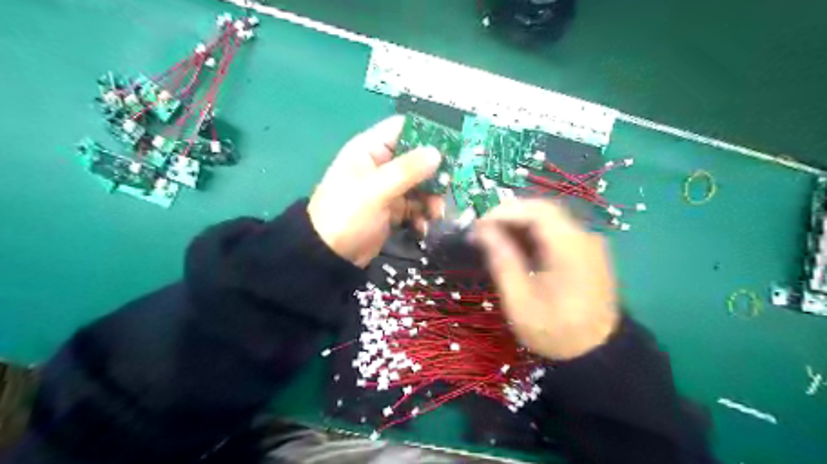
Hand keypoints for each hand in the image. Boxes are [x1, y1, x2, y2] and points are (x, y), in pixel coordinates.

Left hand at [306, 117, 442, 267]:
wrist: (330, 256)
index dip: (428, 133)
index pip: (403, 128)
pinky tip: (421, 227)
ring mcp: (388, 188)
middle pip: (418, 158)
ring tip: (435, 214)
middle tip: (448, 187)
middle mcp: (382, 165)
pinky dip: (422, 215)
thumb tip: (437, 153)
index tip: (454, 146)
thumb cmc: (347, 215)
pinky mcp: (393, 210)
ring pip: (420, 184)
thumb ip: (407, 170)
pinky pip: (416, 206)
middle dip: (435, 174)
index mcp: (371, 149)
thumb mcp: (375, 190)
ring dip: (431, 198)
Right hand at [471, 200, 620, 361]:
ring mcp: (588, 243)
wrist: (598, 353)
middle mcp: (584, 238)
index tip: (478, 225)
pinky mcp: (586, 251)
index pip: (536, 212)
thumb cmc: (555, 331)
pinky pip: (556, 231)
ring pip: (549, 218)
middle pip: (543, 210)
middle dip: (509, 215)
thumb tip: (482, 231)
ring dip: (519, 223)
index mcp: (569, 249)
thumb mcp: (520, 300)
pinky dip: (532, 233)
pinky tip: (516, 246)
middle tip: (482, 230)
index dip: (504, 212)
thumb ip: (502, 260)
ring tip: (493, 238)